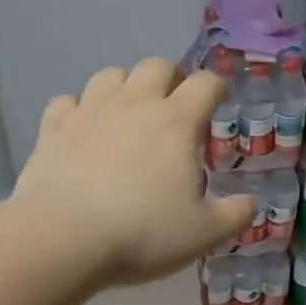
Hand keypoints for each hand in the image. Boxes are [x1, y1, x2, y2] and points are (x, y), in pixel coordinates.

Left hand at [13, 59, 252, 285]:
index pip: (205, 83)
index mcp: (177, 121)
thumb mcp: (202, 233)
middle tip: (174, 104)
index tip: (218, 99)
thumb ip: (233, 215)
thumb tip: (252, 204)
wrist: (61, 239)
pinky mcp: (53, 128)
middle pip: (157, 65)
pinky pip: (67, 102)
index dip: (216, 87)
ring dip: (124, 86)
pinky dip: (78, 110)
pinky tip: (82, 130)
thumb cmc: (141, 232)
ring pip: (110, 74)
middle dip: (170, 77)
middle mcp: (135, 104)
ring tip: (128, 111)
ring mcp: (90, 111)